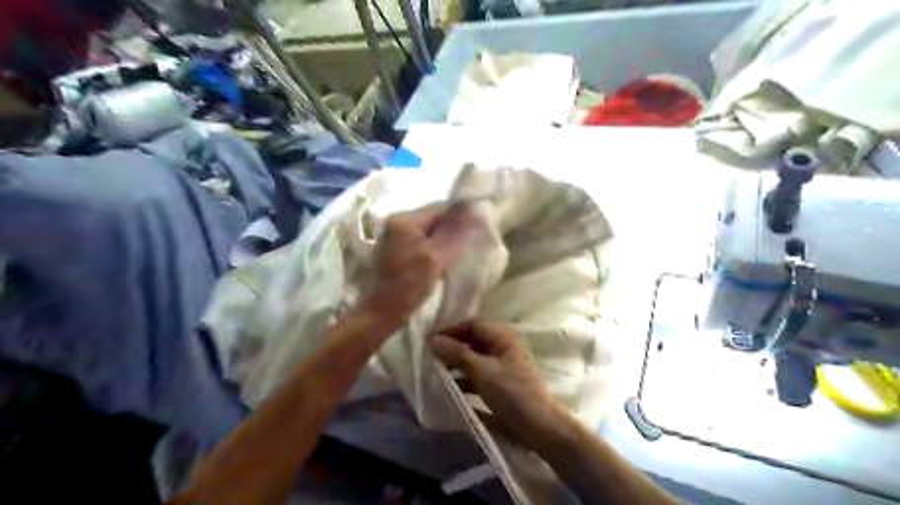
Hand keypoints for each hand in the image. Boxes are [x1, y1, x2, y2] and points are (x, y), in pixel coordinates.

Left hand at [361, 203, 477, 332]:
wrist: (384, 313)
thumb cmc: (409, 285)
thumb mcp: (435, 257)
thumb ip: (454, 233)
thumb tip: (474, 209)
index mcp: (404, 219)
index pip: (441, 209)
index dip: (460, 220)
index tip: (475, 235)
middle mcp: (397, 222)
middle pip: (435, 219)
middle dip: (452, 231)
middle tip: (468, 247)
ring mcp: (396, 236)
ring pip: (430, 232)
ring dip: (444, 241)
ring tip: (457, 256)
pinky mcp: (398, 250)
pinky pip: (423, 243)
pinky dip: (434, 249)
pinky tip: (442, 263)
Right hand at [430, 322, 567, 446]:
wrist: (540, 428)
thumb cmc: (512, 393)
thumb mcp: (482, 371)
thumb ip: (457, 354)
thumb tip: (434, 340)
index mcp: (501, 338)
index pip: (472, 325)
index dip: (451, 330)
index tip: (430, 341)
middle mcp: (502, 348)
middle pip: (472, 341)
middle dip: (452, 348)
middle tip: (431, 358)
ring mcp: (502, 367)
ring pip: (474, 359)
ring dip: (457, 365)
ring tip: (436, 374)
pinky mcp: (500, 385)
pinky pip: (478, 376)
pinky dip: (465, 379)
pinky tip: (450, 389)